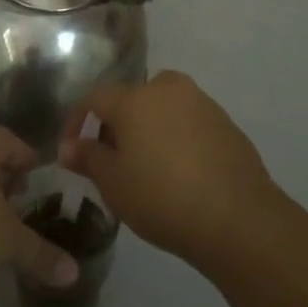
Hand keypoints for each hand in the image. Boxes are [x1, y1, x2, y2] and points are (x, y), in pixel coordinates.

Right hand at [59, 71, 278, 267]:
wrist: (238, 218)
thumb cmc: (162, 198)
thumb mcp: (113, 184)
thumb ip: (88, 158)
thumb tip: (69, 147)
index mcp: (134, 97)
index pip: (93, 98)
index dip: (76, 121)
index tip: (70, 149)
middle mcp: (166, 88)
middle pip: (130, 99)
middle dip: (115, 125)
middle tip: (110, 160)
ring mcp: (200, 102)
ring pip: (161, 108)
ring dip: (147, 129)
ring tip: (145, 167)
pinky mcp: (225, 122)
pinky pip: (187, 123)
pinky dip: (175, 138)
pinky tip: (178, 172)